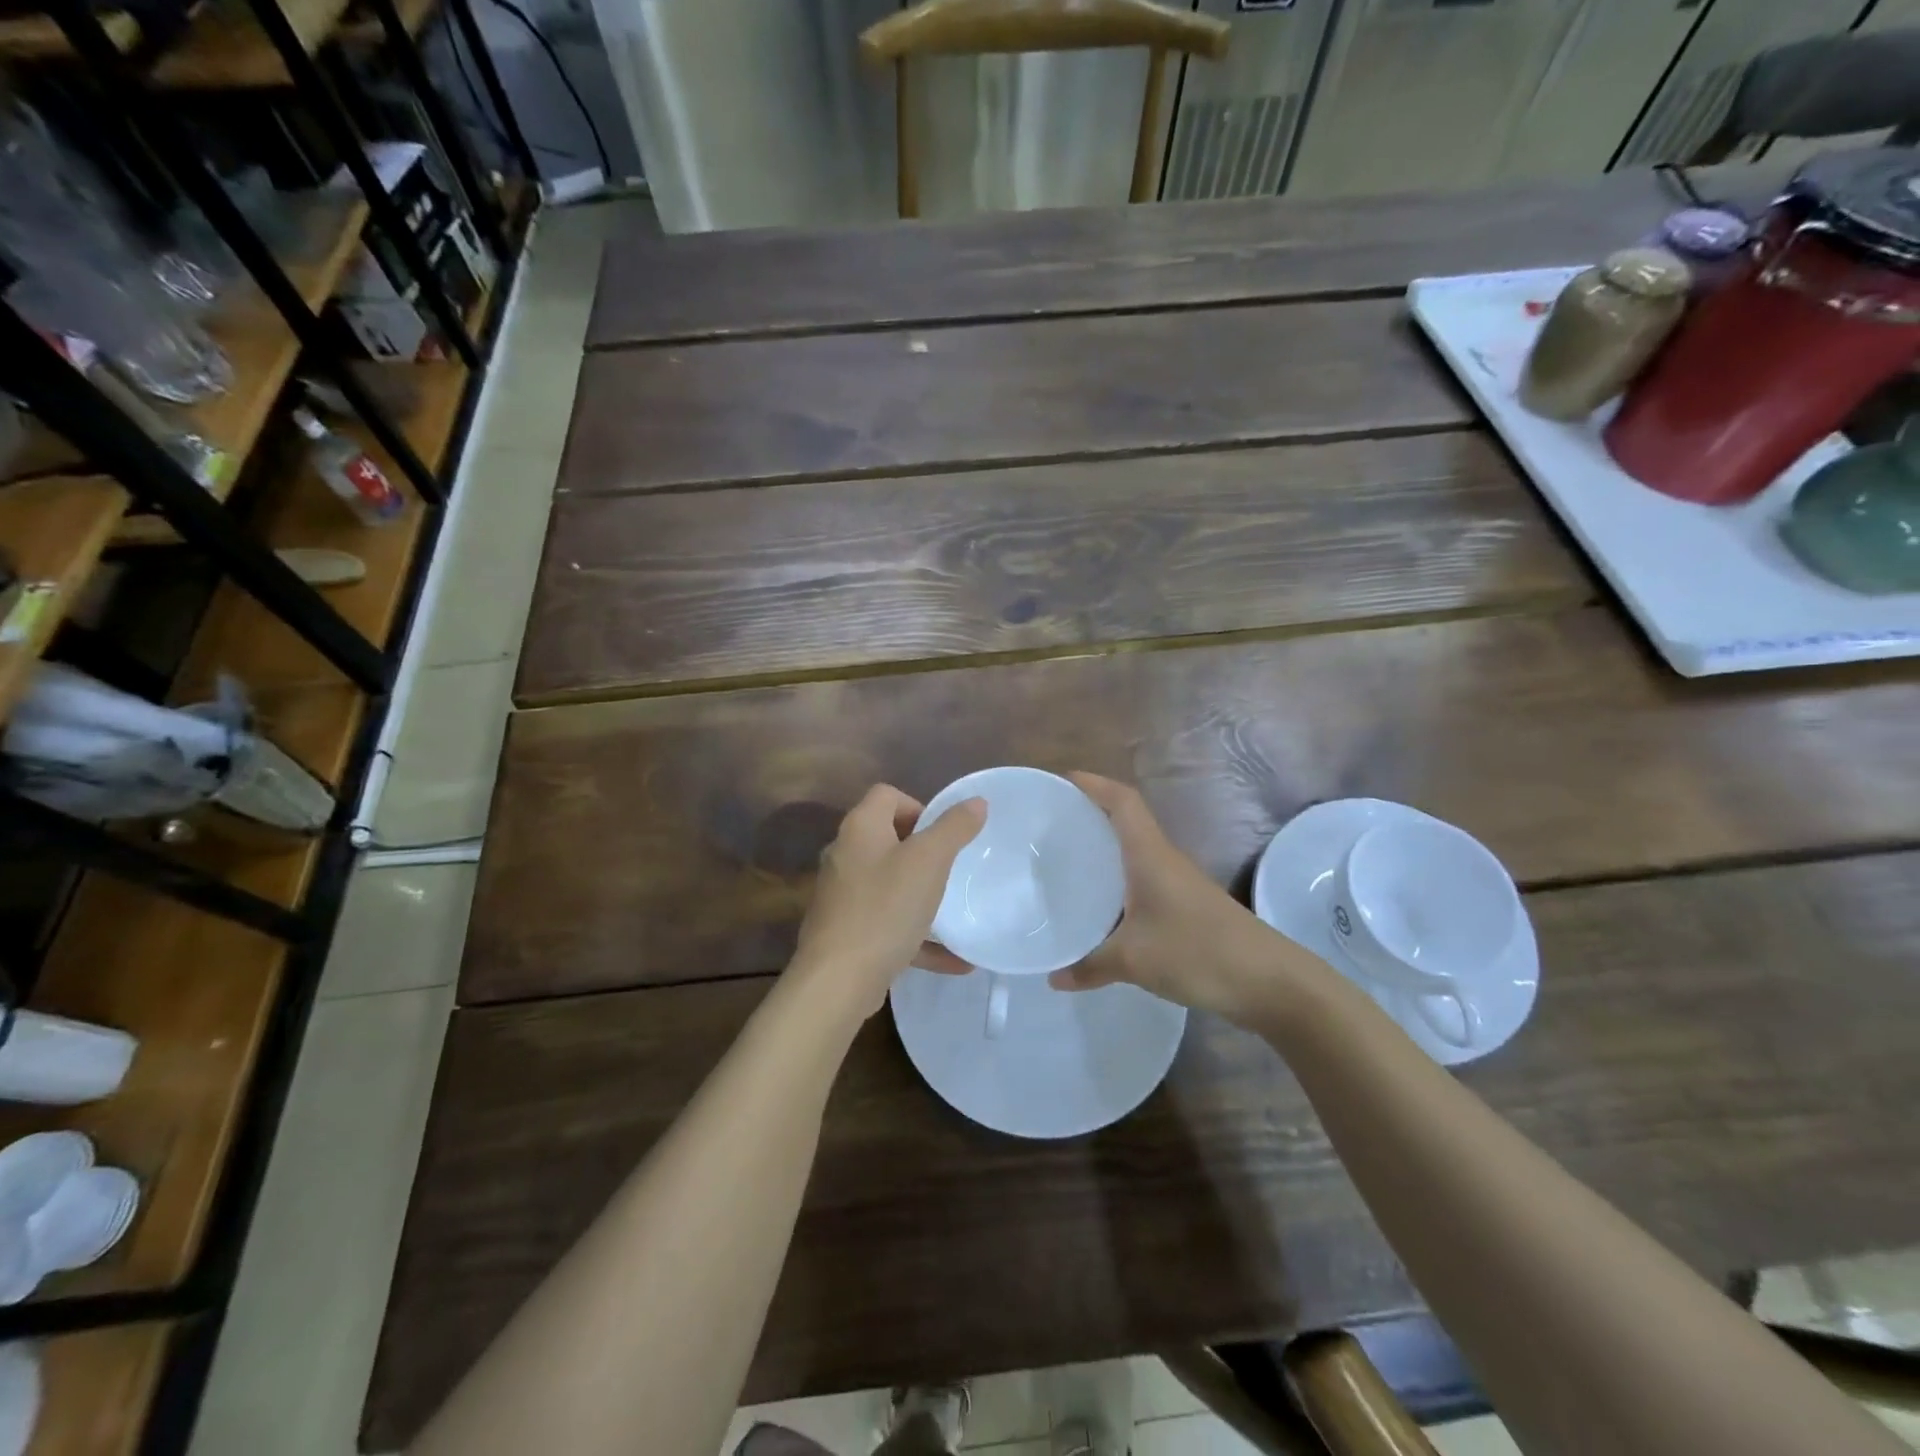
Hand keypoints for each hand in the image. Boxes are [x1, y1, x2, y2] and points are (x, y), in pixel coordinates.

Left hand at [788, 784, 983, 1019]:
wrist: (838, 980)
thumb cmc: (885, 908)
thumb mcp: (929, 862)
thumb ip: (954, 828)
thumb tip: (977, 801)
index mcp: (861, 828)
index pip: (887, 795)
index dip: (918, 806)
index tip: (942, 835)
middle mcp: (845, 855)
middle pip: (887, 838)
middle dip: (922, 852)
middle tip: (950, 869)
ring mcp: (842, 896)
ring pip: (889, 884)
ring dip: (922, 895)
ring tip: (953, 909)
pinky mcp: (847, 932)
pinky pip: (889, 924)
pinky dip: (918, 936)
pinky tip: (954, 960)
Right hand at [1049, 773, 1297, 1022]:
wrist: (1271, 981)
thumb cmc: (1199, 952)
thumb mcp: (1134, 960)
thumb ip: (1089, 965)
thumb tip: (1054, 977)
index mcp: (1150, 855)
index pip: (1122, 801)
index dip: (1093, 784)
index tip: (1061, 781)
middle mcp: (1164, 859)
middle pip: (1126, 821)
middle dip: (1090, 814)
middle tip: (1050, 824)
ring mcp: (1178, 883)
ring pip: (1134, 853)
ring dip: (1104, 849)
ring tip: (1066, 860)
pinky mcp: (1186, 907)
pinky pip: (1143, 881)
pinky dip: (1118, 882)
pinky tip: (1101, 906)